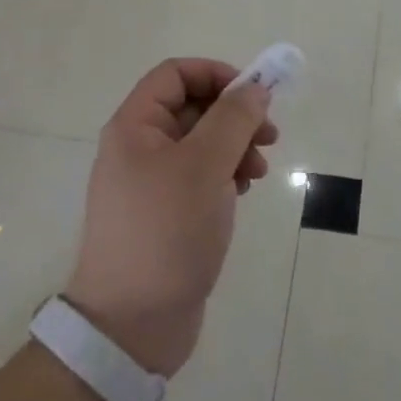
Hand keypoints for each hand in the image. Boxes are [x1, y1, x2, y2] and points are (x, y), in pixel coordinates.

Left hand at [65, 59, 278, 376]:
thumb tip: (255, 88)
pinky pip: (200, 175)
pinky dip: (225, 175)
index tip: (254, 95)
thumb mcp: (205, 166)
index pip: (176, 74)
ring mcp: (152, 182)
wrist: (132, 326)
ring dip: (235, 147)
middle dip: (234, 116)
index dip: (216, 74)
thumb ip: (233, 119)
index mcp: (135, 126)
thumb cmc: (166, 232)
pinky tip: (242, 194)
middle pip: (193, 107)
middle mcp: (139, 147)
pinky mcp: (167, 213)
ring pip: (201, 142)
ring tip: (257, 173)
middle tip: (269, 136)